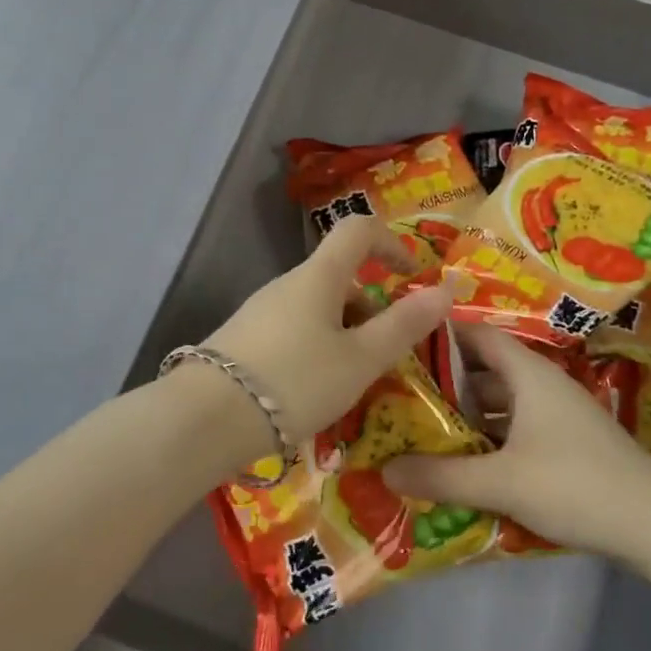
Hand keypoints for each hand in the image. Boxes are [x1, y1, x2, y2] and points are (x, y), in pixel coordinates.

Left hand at [196, 219, 455, 456]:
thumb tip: (445, 289)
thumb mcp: (360, 359)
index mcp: (318, 276)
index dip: (393, 242)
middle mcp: (287, 284)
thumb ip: (403, 325)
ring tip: (355, 382)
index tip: (413, 277)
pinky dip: (319, 348)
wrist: (205, 419)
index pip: (358, 230)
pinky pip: (296, 330)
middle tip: (388, 355)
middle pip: (341, 277)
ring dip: (347, 333)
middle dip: (372, 308)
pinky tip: (317, 390)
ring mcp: (261, 311)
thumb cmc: (294, 381)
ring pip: (318, 308)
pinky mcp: (245, 339)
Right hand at [382, 325, 650, 556]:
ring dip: (466, 414)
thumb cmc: (575, 485)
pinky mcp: (566, 444)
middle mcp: (542, 384)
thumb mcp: (502, 481)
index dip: (440, 335)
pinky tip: (465, 462)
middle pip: (484, 370)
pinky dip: (489, 437)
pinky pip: (515, 428)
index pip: (476, 334)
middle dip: (444, 382)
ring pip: (500, 402)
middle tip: (399, 394)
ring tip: (421, 428)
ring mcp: (557, 414)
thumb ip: (442, 476)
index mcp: (528, 373)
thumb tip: (385, 469)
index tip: (400, 345)